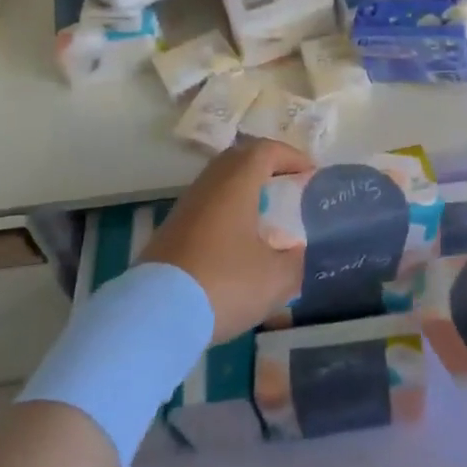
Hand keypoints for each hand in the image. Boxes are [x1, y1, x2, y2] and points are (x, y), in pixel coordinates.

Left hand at [140, 137, 310, 342]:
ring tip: (264, 215)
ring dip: (244, 191)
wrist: (156, 315)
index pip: (266, 151)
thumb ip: (294, 261)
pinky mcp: (170, 231)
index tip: (310, 173)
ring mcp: (185, 207)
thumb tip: (296, 253)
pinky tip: (236, 242)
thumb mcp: (275, 278)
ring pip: (219, 183)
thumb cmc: (224, 283)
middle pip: (238, 159)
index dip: (291, 157)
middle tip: (287, 186)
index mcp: (237, 183)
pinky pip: (206, 207)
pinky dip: (226, 212)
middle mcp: (209, 184)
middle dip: (266, 167)